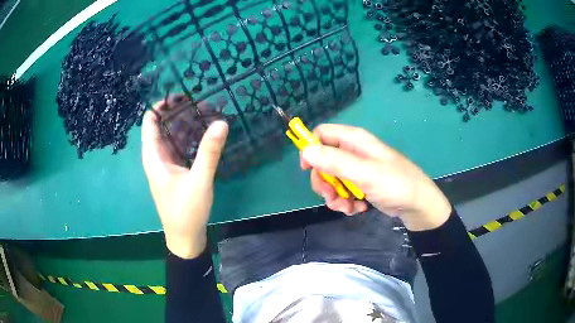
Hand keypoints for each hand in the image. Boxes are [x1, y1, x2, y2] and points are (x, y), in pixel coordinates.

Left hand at [142, 101, 228, 258]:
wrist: (185, 238)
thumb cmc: (186, 211)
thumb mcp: (199, 181)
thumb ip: (209, 152)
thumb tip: (221, 122)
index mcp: (153, 156)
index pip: (150, 120)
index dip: (161, 104)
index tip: (182, 94)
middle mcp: (157, 156)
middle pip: (162, 125)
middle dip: (179, 111)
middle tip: (201, 101)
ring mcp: (166, 164)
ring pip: (172, 136)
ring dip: (186, 123)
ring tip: (207, 112)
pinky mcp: (175, 171)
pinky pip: (180, 147)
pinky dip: (190, 137)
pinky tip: (206, 132)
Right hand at [300, 124, 450, 230]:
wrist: (417, 205)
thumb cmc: (395, 184)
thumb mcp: (365, 173)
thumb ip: (336, 161)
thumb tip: (306, 151)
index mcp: (354, 140)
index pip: (322, 134)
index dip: (311, 149)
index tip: (307, 170)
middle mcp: (353, 152)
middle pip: (323, 161)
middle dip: (324, 182)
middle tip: (331, 196)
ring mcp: (357, 169)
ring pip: (331, 179)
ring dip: (334, 196)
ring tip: (347, 208)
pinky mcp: (361, 184)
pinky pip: (343, 191)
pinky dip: (345, 202)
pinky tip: (357, 209)